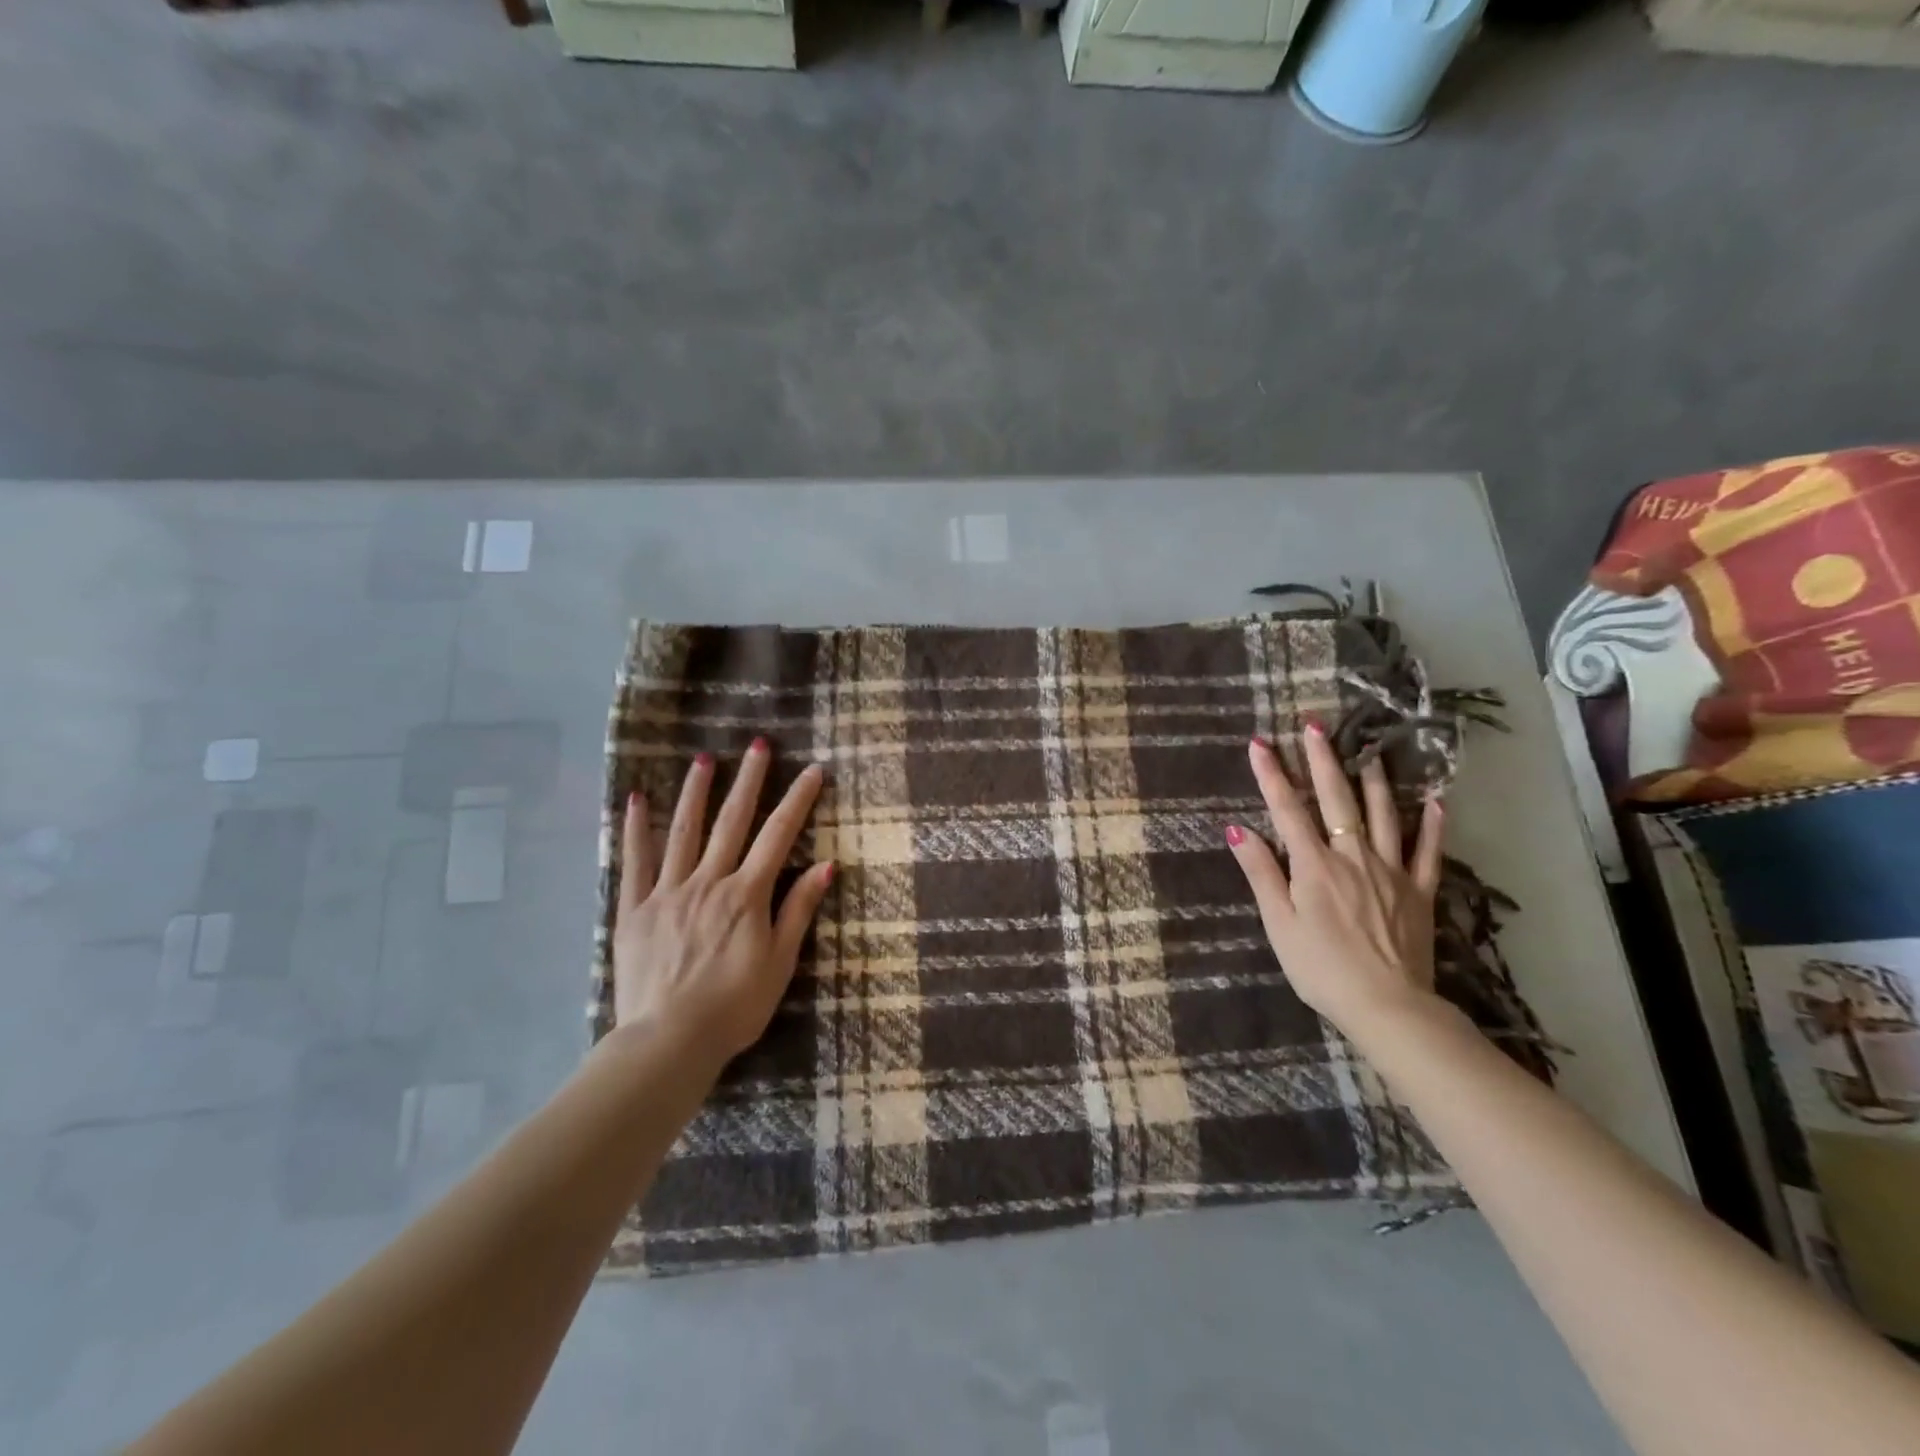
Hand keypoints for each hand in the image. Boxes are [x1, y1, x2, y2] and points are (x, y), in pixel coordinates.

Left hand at [612, 740, 834, 1063]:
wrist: (669, 1041)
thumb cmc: (734, 1006)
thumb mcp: (779, 962)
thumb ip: (798, 910)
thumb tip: (826, 866)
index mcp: (746, 895)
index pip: (779, 836)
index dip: (798, 801)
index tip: (812, 770)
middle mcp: (708, 882)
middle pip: (732, 822)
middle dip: (749, 781)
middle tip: (758, 745)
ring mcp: (667, 892)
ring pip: (683, 831)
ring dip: (695, 792)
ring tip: (703, 759)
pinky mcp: (634, 909)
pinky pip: (634, 862)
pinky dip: (636, 829)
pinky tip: (636, 799)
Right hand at [1224, 726, 1445, 1043]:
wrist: (1387, 1006)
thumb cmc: (1321, 968)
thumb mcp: (1279, 924)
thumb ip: (1261, 874)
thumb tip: (1238, 830)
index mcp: (1314, 866)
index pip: (1287, 810)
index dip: (1271, 775)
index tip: (1259, 743)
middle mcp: (1353, 857)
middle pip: (1336, 800)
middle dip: (1322, 760)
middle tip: (1315, 725)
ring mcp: (1391, 871)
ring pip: (1383, 814)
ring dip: (1373, 779)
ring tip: (1369, 749)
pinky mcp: (1420, 891)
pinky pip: (1429, 851)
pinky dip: (1432, 824)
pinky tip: (1435, 800)